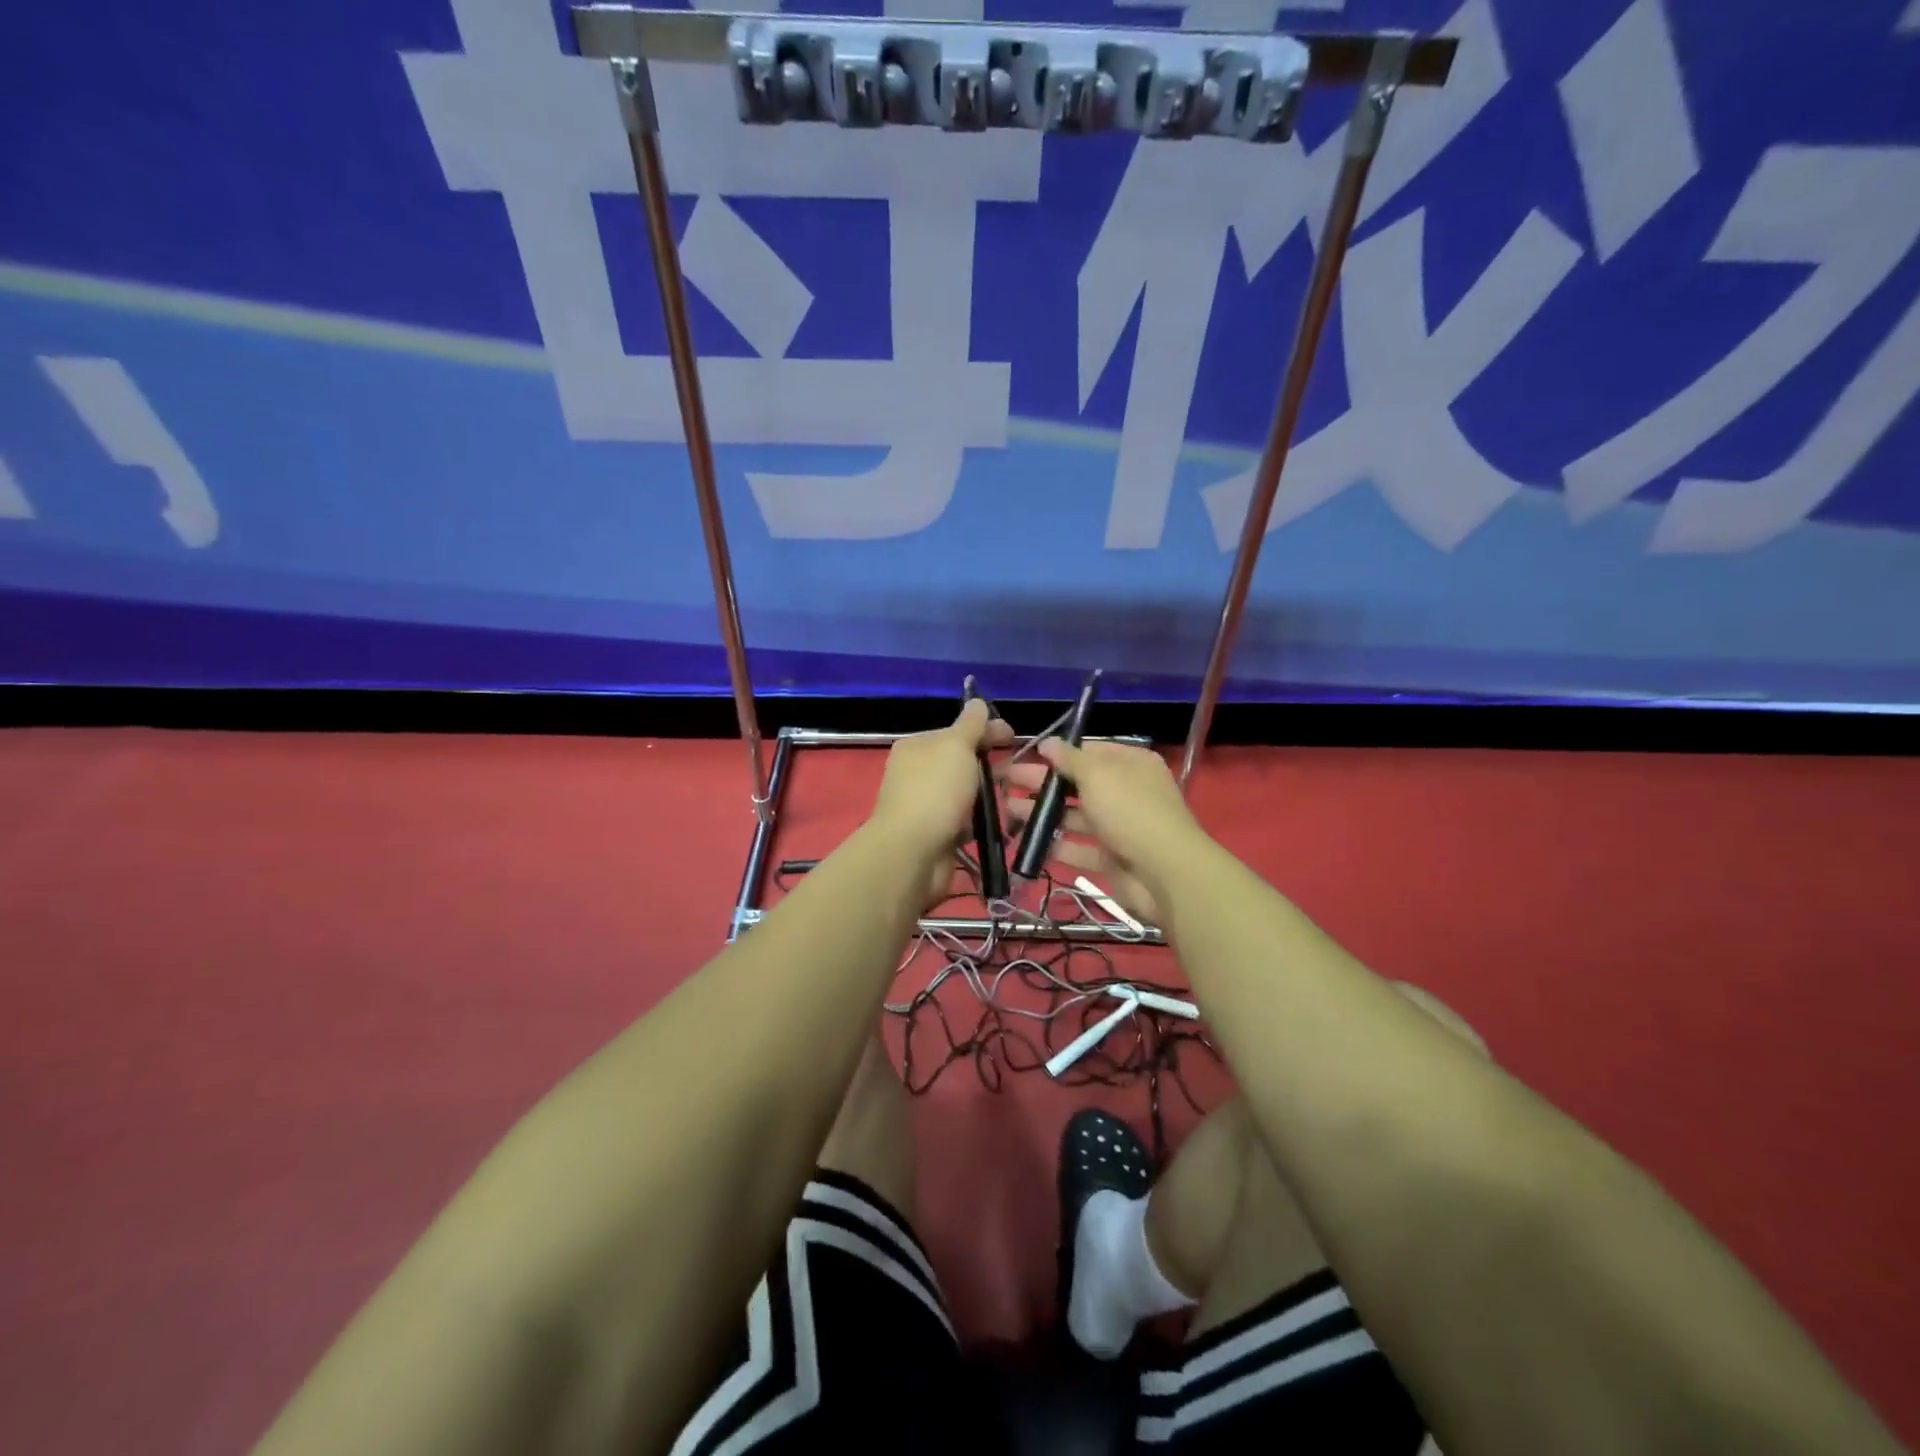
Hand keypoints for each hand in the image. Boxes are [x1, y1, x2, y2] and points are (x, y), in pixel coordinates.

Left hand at [870, 698, 1012, 868]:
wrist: (912, 852)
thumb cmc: (935, 791)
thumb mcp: (955, 746)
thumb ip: (970, 724)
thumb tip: (976, 701)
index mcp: (917, 747)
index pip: (956, 732)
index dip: (987, 730)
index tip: (1015, 737)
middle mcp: (919, 774)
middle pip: (963, 763)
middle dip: (995, 765)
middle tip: (1025, 771)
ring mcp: (928, 805)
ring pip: (968, 794)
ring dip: (994, 794)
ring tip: (1023, 798)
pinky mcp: (938, 834)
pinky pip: (968, 822)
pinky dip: (986, 821)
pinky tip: (1008, 824)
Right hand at [1001, 739, 1207, 922]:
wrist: (1164, 873)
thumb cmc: (1130, 810)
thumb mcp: (1097, 774)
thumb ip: (1069, 759)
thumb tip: (1048, 742)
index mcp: (1131, 764)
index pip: (1090, 752)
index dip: (1059, 754)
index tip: (1026, 756)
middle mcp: (1127, 793)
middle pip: (1078, 785)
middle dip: (1043, 784)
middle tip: (1005, 782)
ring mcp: (1120, 828)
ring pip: (1075, 817)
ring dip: (1043, 814)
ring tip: (1008, 811)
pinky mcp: (1111, 859)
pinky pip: (1079, 849)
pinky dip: (1055, 845)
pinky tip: (1027, 842)